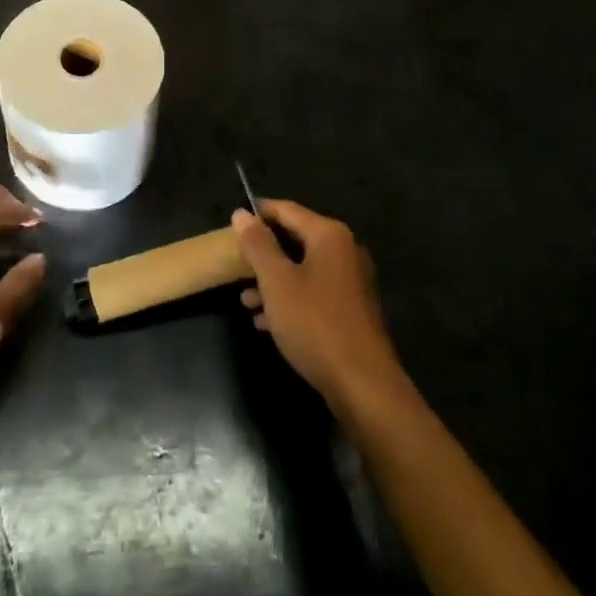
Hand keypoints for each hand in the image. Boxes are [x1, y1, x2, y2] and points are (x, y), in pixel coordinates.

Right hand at [234, 200, 405, 407]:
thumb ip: (258, 244)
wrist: (363, 386)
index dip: (258, 214)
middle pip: (295, 239)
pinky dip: (290, 300)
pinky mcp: (352, 311)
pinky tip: (266, 322)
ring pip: (303, 270)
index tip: (232, 225)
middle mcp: (345, 251)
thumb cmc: (315, 324)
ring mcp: (352, 282)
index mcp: (329, 235)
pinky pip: (314, 293)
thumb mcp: (276, 282)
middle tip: (235, 265)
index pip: (287, 210)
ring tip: (245, 300)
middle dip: (263, 254)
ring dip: (273, 281)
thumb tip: (242, 213)